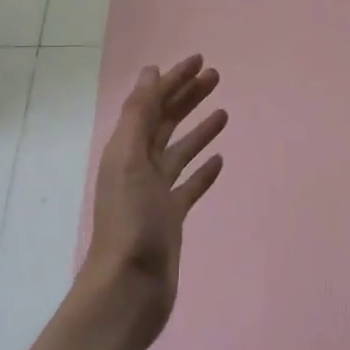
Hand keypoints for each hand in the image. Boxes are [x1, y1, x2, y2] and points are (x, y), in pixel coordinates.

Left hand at [79, 55, 226, 343]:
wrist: (129, 289)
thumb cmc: (130, 220)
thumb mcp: (129, 159)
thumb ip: (138, 115)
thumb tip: (150, 72)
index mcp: (126, 149)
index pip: (152, 103)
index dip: (174, 80)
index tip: (199, 60)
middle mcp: (139, 165)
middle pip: (166, 122)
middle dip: (188, 97)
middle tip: (216, 76)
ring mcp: (155, 192)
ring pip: (180, 151)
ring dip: (199, 129)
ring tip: (223, 112)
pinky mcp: (171, 217)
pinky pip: (189, 185)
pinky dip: (203, 170)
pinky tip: (219, 160)